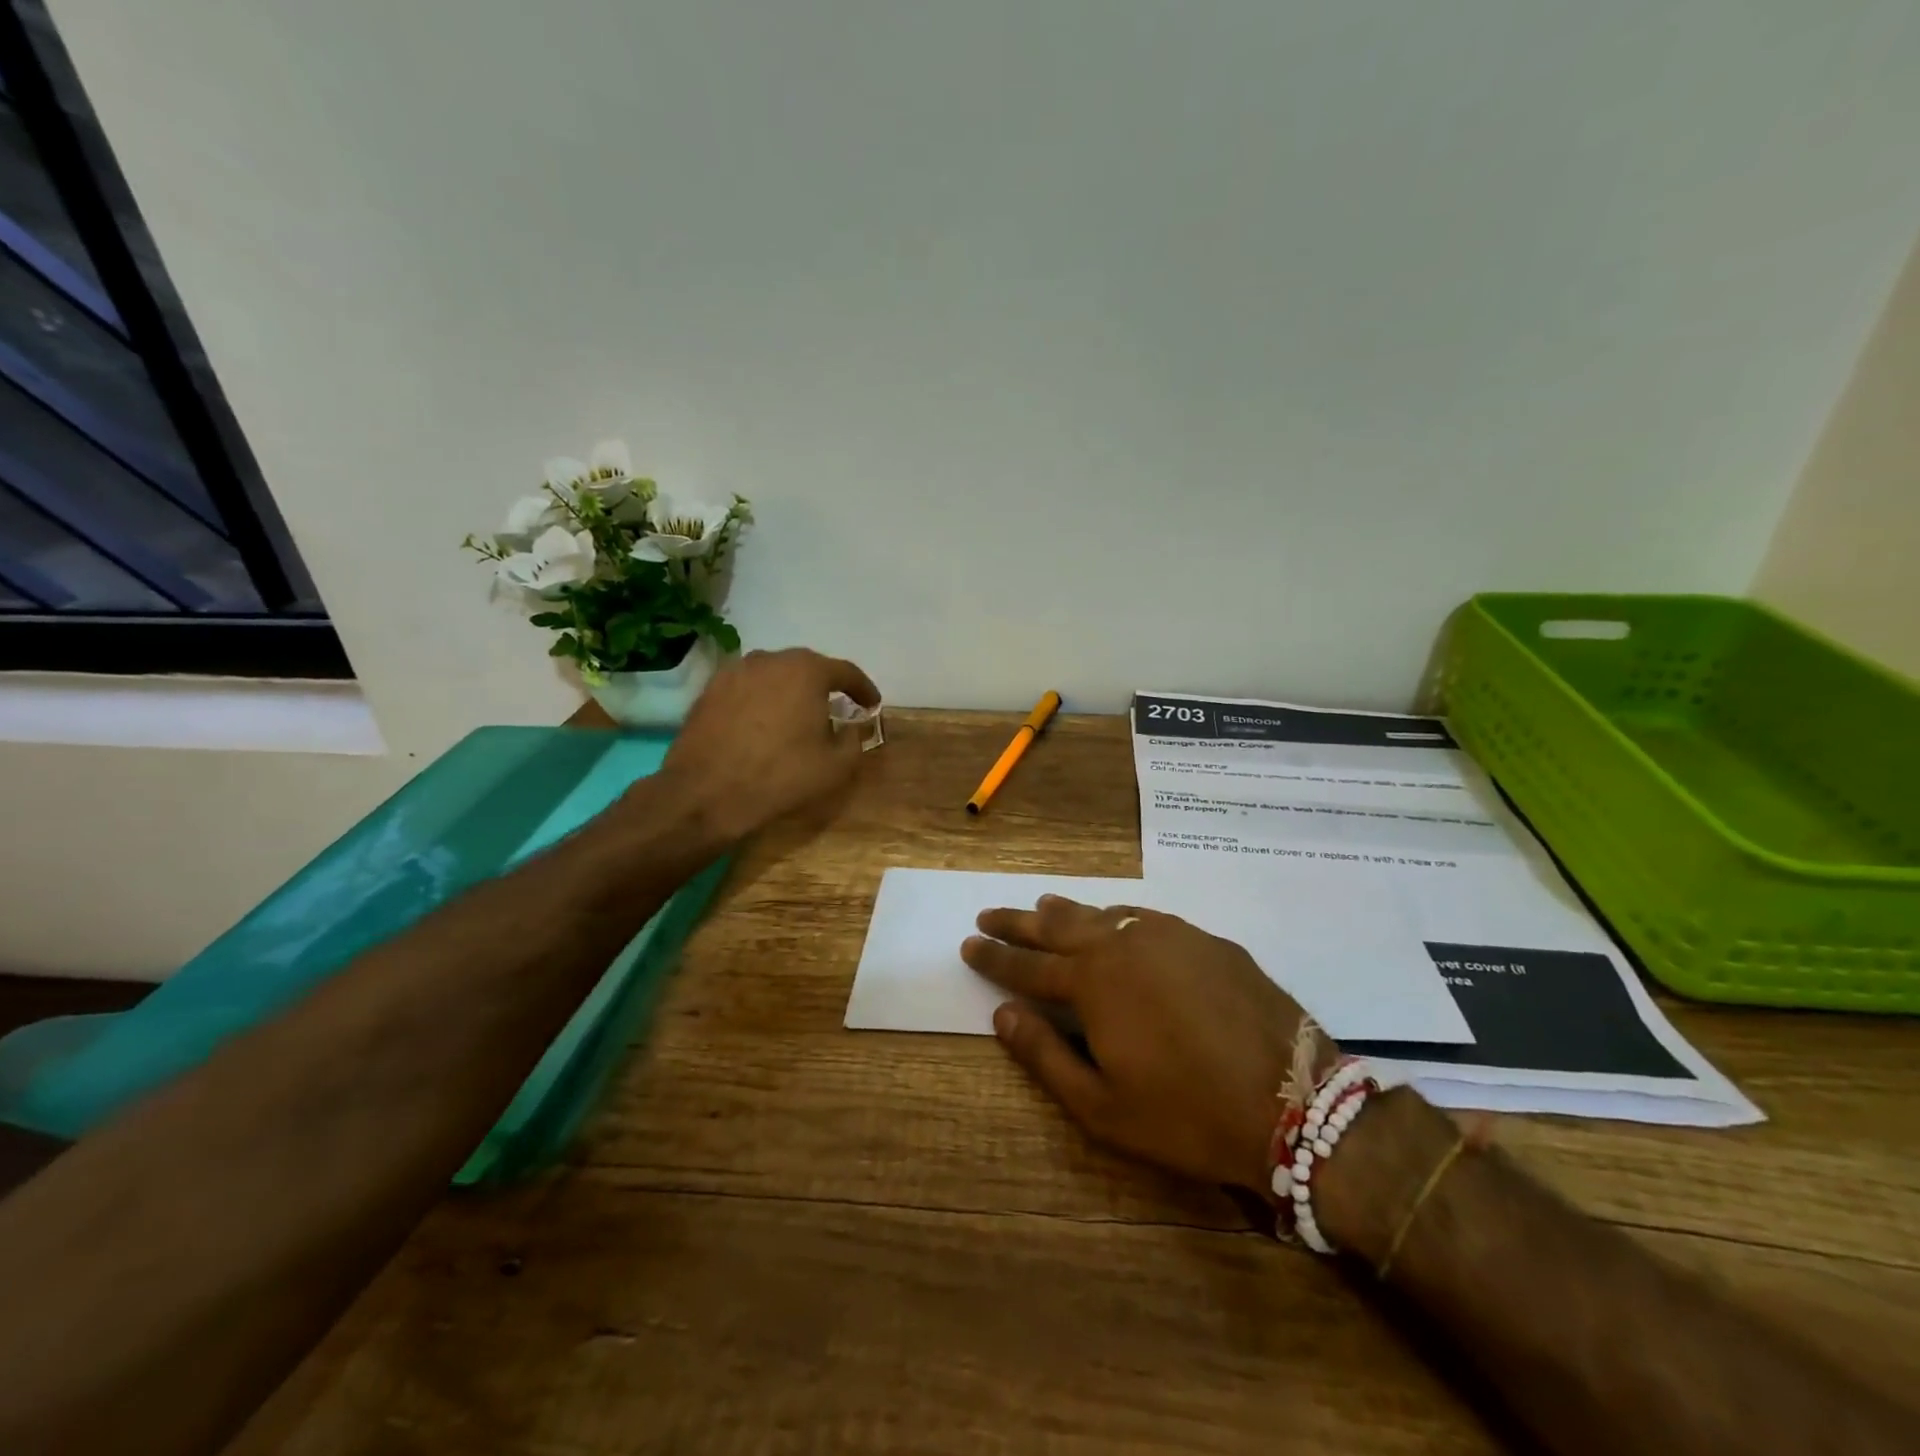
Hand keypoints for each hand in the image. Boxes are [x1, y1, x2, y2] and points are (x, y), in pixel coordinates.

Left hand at [660, 648, 880, 842]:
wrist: (706, 793)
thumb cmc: (780, 776)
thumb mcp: (835, 766)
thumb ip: (854, 740)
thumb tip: (852, 728)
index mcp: (807, 671)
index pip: (846, 672)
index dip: (863, 689)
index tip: (872, 704)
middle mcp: (770, 659)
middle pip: (807, 667)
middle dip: (824, 686)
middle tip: (835, 709)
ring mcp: (735, 671)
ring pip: (774, 675)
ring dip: (790, 691)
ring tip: (797, 716)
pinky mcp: (710, 689)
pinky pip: (748, 688)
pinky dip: (761, 700)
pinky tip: (763, 723)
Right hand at [962, 895, 1326, 1192]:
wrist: (1294, 1102)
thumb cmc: (1187, 1114)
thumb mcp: (1103, 1106)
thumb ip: (1045, 1055)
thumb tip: (1002, 1014)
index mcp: (1092, 983)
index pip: (1027, 967)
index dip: (993, 957)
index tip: (967, 944)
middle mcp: (1123, 944)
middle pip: (1057, 926)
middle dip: (1018, 921)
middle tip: (988, 915)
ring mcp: (1168, 934)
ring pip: (1101, 912)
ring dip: (1066, 913)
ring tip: (1043, 908)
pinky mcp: (1205, 939)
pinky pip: (1145, 918)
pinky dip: (1116, 918)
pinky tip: (1116, 923)